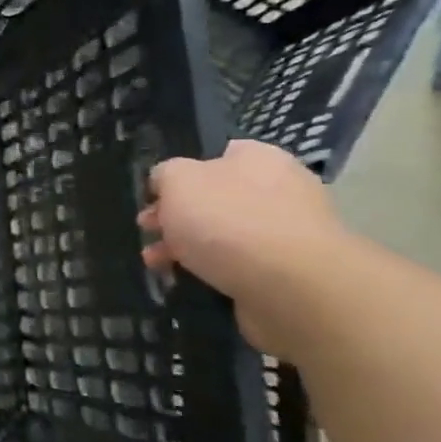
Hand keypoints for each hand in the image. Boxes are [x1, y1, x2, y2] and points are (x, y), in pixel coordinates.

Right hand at [138, 140, 350, 358]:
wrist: (292, 285)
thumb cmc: (228, 220)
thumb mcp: (177, 181)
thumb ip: (165, 174)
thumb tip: (167, 182)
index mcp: (258, 159)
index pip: (215, 156)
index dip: (179, 174)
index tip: (154, 196)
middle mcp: (279, 189)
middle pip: (215, 198)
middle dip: (177, 216)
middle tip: (148, 230)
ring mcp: (286, 232)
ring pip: (222, 234)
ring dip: (186, 247)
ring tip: (156, 263)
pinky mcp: (287, 271)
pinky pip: (237, 265)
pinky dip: (209, 271)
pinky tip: (185, 279)